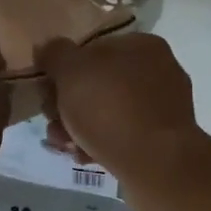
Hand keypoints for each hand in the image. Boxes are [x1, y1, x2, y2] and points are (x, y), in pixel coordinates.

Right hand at [36, 32, 205, 184]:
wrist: (156, 165)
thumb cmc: (111, 108)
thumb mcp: (71, 71)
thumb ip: (55, 54)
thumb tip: (48, 48)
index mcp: (142, 45)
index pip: (93, 49)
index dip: (64, 69)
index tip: (47, 91)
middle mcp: (158, 71)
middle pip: (98, 83)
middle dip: (68, 104)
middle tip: (52, 122)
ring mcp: (163, 107)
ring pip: (107, 112)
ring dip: (78, 127)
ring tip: (64, 145)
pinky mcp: (163, 139)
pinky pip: (123, 135)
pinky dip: (100, 143)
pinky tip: (84, 156)